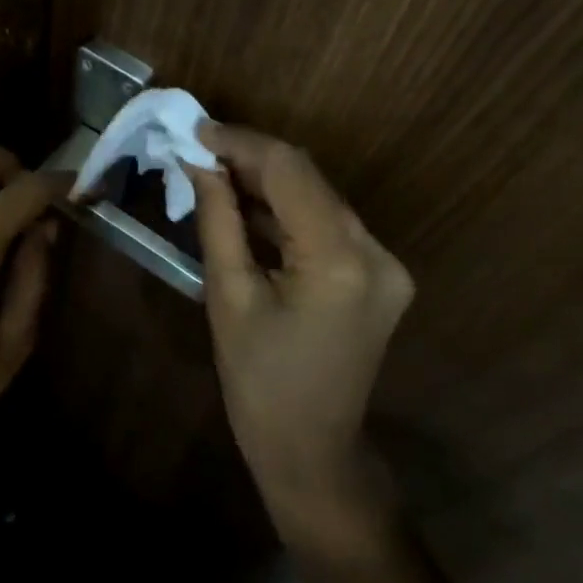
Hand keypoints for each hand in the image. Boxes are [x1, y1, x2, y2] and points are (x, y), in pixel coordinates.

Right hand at [186, 125, 413, 530]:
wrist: (311, 451)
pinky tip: (249, 207)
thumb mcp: (228, 297)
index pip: (289, 172)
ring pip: (319, 198)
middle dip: (252, 160)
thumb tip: (200, 162)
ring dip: (269, 184)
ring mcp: (385, 264)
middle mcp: (376, 252)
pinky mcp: (380, 275)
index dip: (241, 143)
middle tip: (200, 150)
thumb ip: (218, 220)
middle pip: (308, 180)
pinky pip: (328, 225)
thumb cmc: (258, 383)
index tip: (196, 130)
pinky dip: (288, 212)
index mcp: (339, 260)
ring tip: (216, 172)